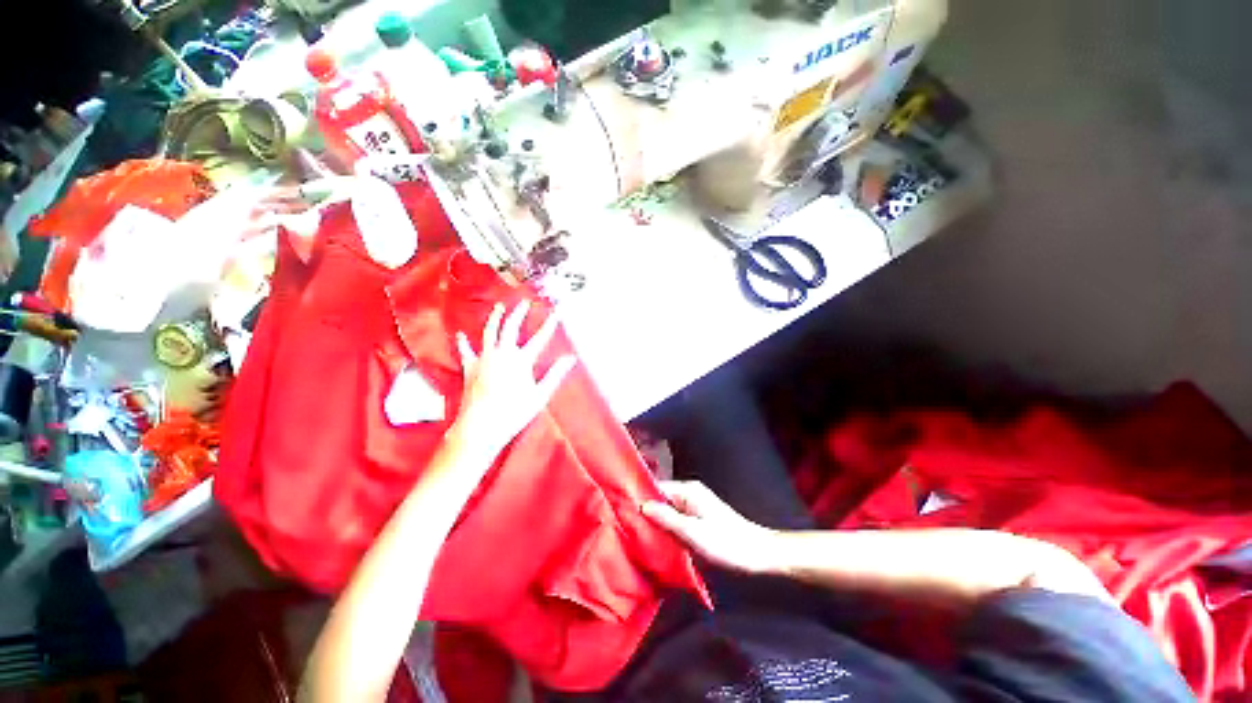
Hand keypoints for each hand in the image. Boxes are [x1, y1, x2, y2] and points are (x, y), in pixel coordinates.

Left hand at [452, 301, 576, 454]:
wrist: (481, 425)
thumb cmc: (514, 412)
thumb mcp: (540, 395)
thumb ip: (555, 374)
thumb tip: (571, 358)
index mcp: (521, 360)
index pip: (539, 338)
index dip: (549, 325)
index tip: (555, 312)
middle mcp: (502, 353)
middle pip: (511, 327)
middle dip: (519, 313)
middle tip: (525, 302)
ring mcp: (484, 359)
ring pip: (489, 332)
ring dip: (495, 317)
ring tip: (500, 307)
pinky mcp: (469, 367)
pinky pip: (465, 350)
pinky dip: (463, 341)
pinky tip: (461, 334)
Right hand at [642, 481, 781, 574]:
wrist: (758, 554)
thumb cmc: (726, 542)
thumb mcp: (693, 532)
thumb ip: (666, 518)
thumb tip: (642, 505)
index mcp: (688, 490)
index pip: (656, 488)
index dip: (640, 498)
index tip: (622, 511)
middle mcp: (689, 493)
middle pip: (661, 499)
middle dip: (647, 511)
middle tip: (628, 527)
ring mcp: (695, 506)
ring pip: (668, 510)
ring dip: (657, 522)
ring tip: (638, 535)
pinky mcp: (699, 519)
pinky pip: (676, 519)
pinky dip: (667, 528)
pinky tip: (658, 541)